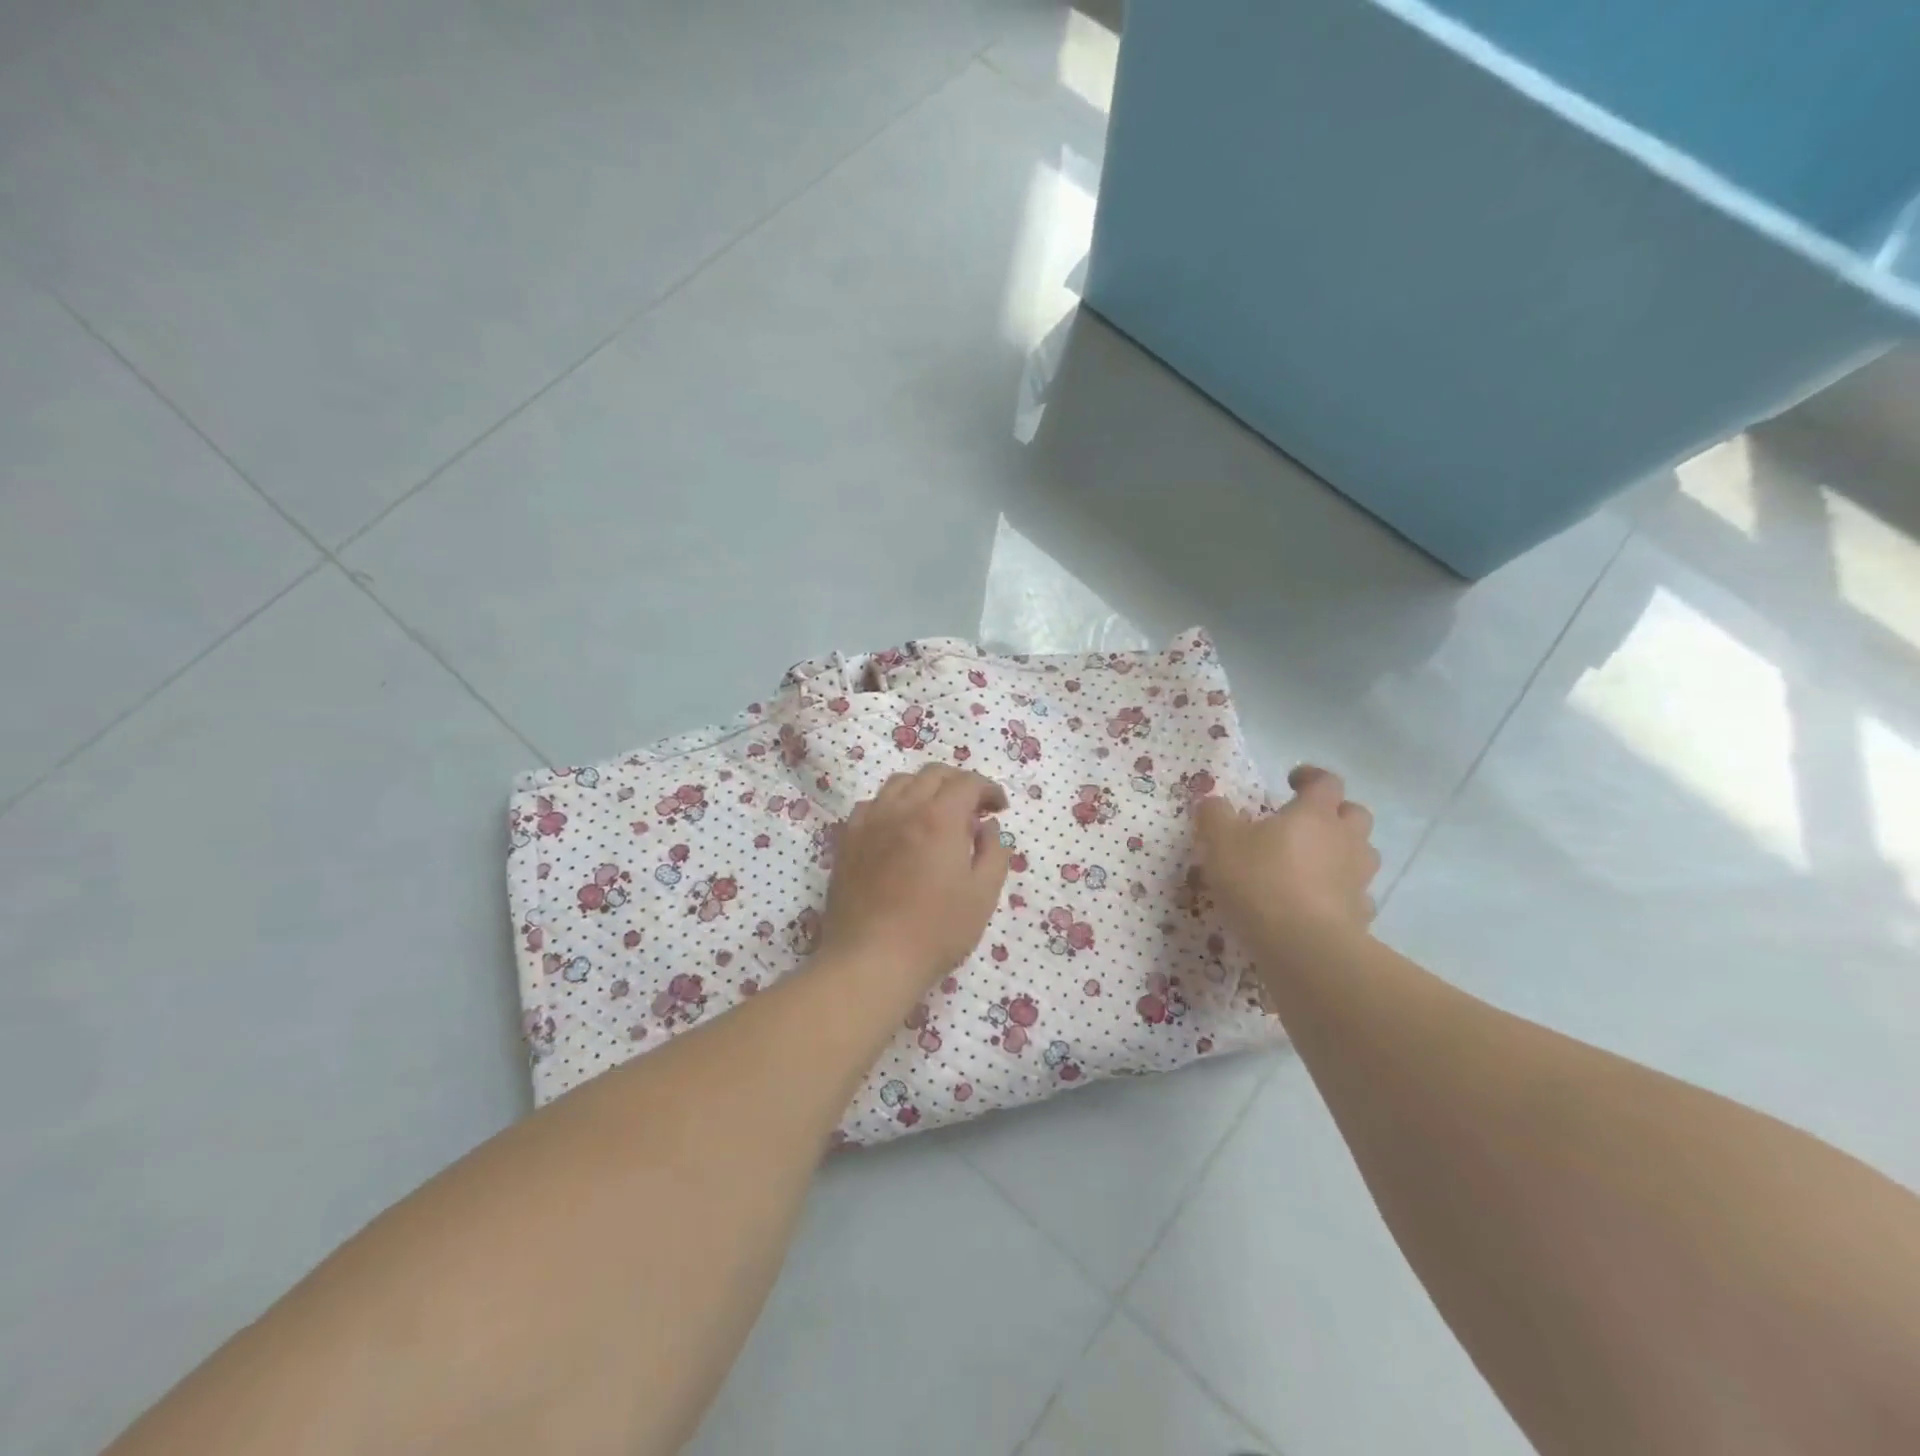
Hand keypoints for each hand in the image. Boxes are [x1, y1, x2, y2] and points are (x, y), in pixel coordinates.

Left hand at [817, 765, 1011, 992]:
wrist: (871, 959)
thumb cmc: (936, 931)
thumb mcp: (983, 894)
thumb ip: (994, 852)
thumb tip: (989, 826)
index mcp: (940, 818)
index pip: (967, 783)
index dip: (988, 789)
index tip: (999, 808)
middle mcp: (903, 808)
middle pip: (933, 774)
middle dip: (959, 783)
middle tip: (973, 807)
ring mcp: (870, 822)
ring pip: (899, 783)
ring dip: (924, 788)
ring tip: (936, 812)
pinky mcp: (848, 840)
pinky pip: (872, 805)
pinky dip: (892, 805)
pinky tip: (898, 827)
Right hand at [1194, 765, 1380, 953]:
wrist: (1303, 945)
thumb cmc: (1260, 880)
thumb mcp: (1220, 842)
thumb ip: (1215, 815)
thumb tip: (1213, 802)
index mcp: (1315, 814)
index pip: (1326, 781)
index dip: (1310, 776)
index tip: (1292, 780)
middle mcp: (1345, 839)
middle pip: (1355, 814)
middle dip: (1335, 813)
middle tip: (1307, 822)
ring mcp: (1358, 878)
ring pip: (1362, 854)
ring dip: (1343, 852)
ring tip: (1313, 863)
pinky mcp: (1361, 914)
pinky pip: (1356, 894)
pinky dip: (1341, 893)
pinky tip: (1318, 903)